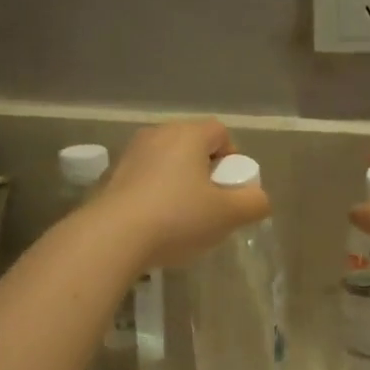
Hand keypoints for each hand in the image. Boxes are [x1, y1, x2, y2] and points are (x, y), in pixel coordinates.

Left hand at [94, 119, 269, 267]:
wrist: (112, 237)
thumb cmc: (177, 218)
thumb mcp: (228, 215)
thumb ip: (254, 203)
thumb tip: (258, 198)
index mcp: (188, 134)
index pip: (220, 132)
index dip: (232, 158)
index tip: (231, 188)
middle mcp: (157, 134)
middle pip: (192, 146)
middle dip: (206, 172)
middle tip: (211, 205)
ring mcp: (130, 154)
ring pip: (167, 163)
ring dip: (179, 184)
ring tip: (183, 219)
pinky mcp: (110, 177)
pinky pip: (144, 180)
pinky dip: (155, 195)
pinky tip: (155, 226)